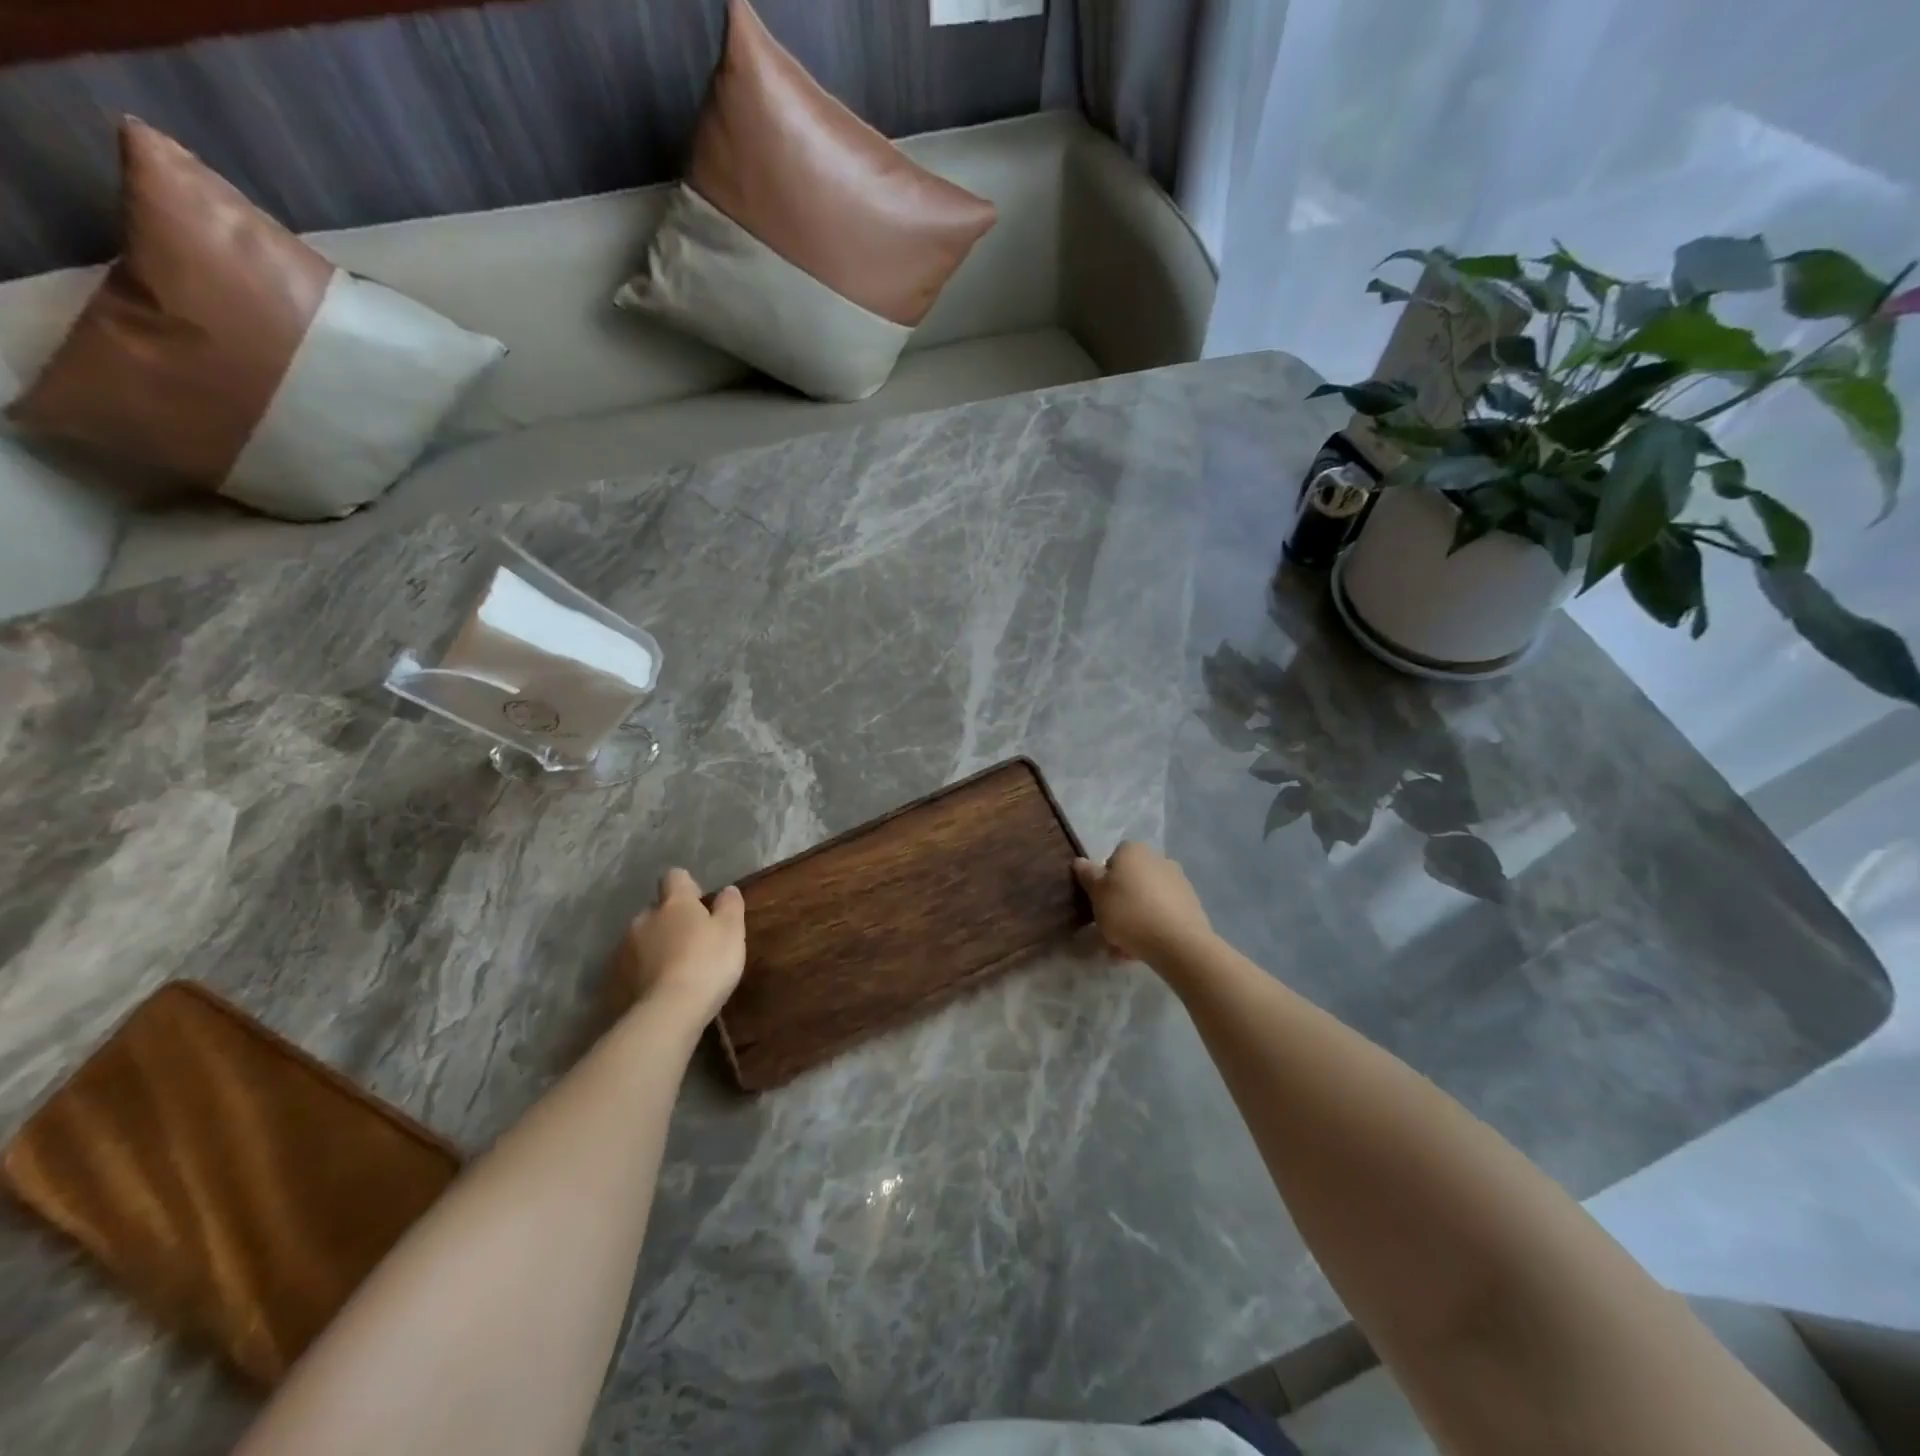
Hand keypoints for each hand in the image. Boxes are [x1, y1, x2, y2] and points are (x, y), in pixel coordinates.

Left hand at [611, 869, 745, 1025]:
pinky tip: (657, 991)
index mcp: (674, 904)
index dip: (687, 887)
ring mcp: (623, 950)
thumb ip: (730, 906)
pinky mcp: (612, 980)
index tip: (699, 902)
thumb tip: (727, 889)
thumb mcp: (732, 932)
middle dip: (669, 922)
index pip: (675, 877)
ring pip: (641, 940)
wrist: (666, 1013)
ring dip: (654, 948)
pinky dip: (642, 973)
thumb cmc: (706, 964)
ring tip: (673, 971)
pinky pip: (630, 968)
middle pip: (656, 911)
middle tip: (690, 943)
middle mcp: (643, 919)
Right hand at [1072, 842, 1212, 963]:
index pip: (1112, 859)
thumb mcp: (1097, 894)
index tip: (1099, 902)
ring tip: (1123, 948)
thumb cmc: (1128, 912)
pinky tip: (1141, 950)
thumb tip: (1080, 861)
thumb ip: (1087, 876)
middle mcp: (1158, 859)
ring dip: (1134, 919)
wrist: (1178, 942)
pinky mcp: (1191, 905)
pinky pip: (1162, 914)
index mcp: (1134, 851)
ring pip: (1146, 900)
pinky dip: (1152, 928)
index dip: (1103, 881)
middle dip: (1119, 903)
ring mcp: (1178, 882)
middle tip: (1108, 928)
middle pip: (1130, 881)